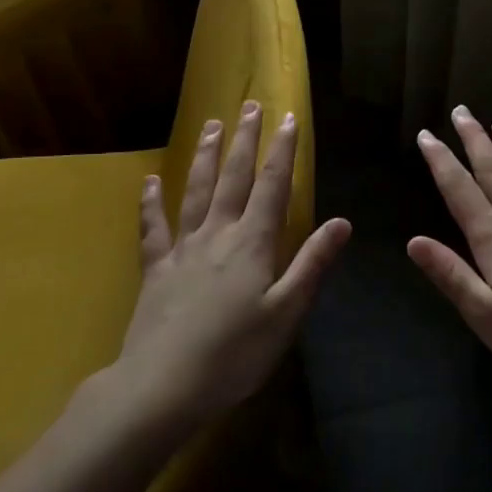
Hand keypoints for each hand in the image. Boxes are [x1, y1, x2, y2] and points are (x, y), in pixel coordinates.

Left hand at [119, 101, 349, 424]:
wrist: (161, 387)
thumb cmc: (235, 354)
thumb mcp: (286, 312)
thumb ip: (312, 264)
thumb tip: (342, 222)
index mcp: (252, 243)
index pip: (272, 185)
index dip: (282, 150)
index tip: (288, 118)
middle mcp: (217, 234)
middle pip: (233, 177)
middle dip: (244, 140)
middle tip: (249, 105)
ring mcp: (182, 249)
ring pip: (195, 191)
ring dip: (205, 156)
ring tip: (210, 125)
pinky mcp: (155, 269)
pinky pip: (152, 227)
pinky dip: (150, 202)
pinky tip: (149, 181)